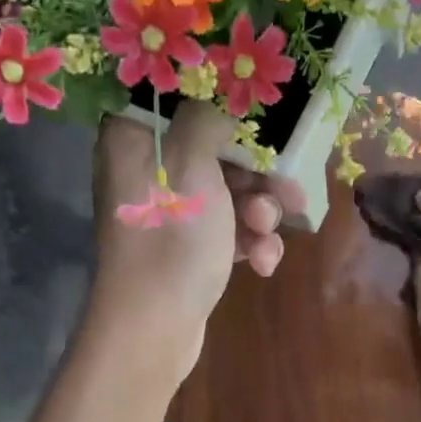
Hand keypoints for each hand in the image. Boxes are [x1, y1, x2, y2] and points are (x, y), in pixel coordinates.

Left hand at [88, 102, 307, 379]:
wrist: (154, 328)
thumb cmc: (170, 239)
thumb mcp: (191, 165)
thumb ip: (207, 118)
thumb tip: (219, 93)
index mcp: (132, 141)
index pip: (175, 99)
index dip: (219, 103)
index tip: (258, 112)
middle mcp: (146, 172)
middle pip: (214, 151)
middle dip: (256, 175)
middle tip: (288, 191)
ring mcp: (168, 214)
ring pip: (228, 194)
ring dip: (259, 213)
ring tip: (266, 234)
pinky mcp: (186, 249)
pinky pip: (226, 230)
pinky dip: (248, 243)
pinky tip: (262, 264)